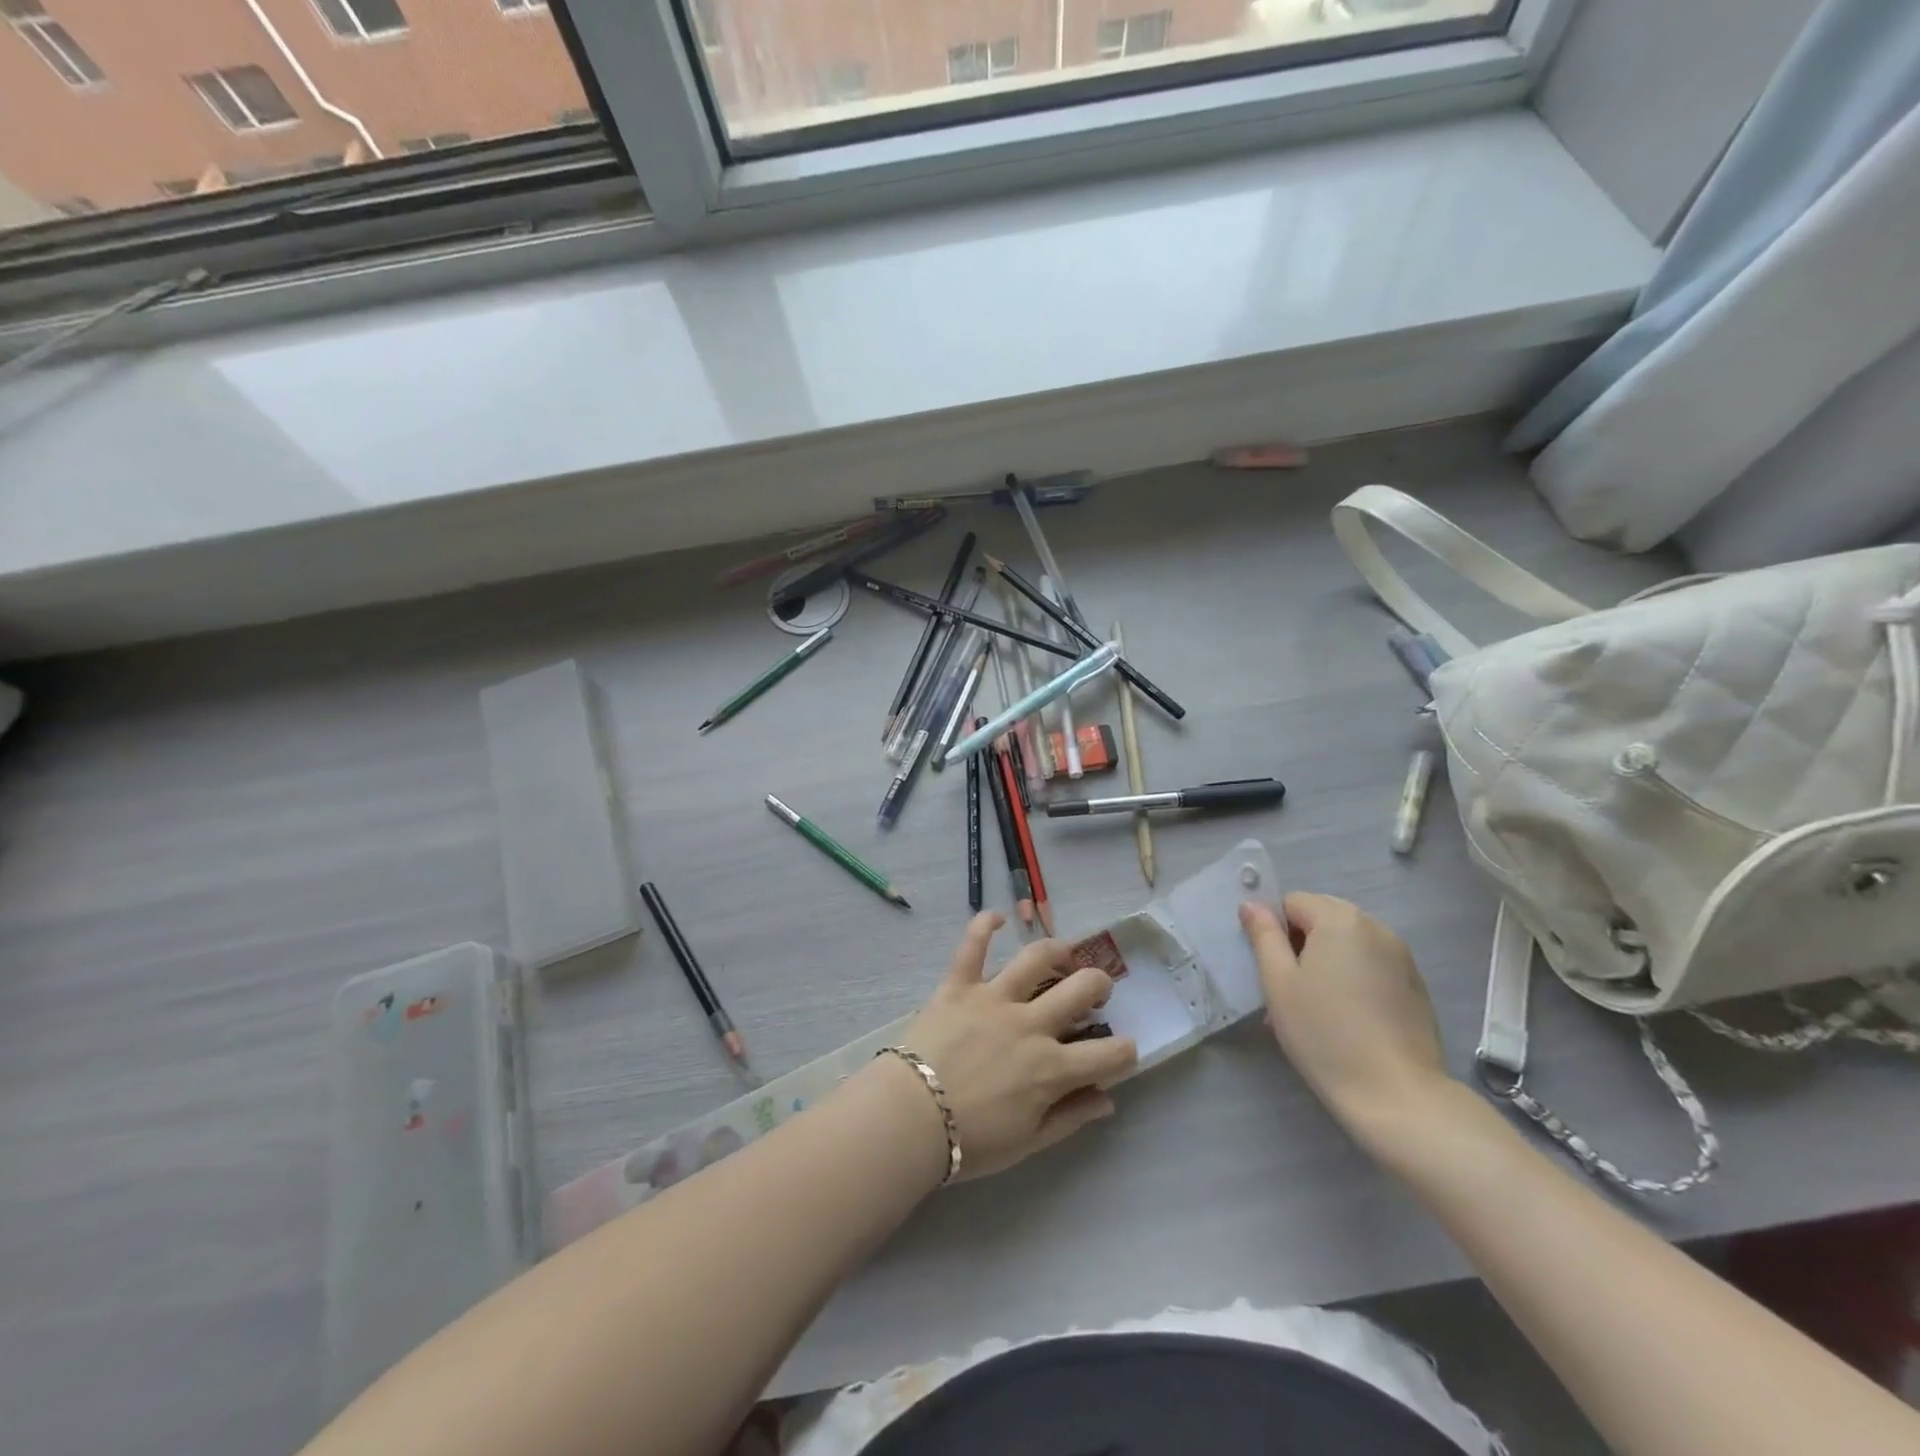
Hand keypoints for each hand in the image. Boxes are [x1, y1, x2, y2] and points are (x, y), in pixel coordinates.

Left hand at [899, 912, 1137, 1179]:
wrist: (910, 1119)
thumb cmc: (971, 1141)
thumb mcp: (1028, 1143)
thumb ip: (1071, 1118)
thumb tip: (1107, 1100)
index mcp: (1051, 1068)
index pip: (1110, 1054)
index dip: (1126, 1052)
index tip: (1122, 1053)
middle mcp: (1030, 1024)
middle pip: (1080, 989)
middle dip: (1099, 986)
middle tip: (1095, 992)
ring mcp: (994, 998)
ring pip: (1035, 959)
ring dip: (1057, 950)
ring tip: (1064, 954)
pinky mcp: (959, 985)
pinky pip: (972, 946)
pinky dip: (984, 926)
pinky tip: (997, 917)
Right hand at [1240, 893, 1450, 1141]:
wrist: (1396, 1095)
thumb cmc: (1324, 1033)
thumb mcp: (1279, 983)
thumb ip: (1263, 936)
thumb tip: (1252, 905)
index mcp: (1339, 920)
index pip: (1292, 902)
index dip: (1274, 929)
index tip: (1270, 968)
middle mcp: (1375, 927)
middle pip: (1323, 917)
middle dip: (1300, 942)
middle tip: (1288, 987)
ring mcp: (1401, 956)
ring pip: (1347, 943)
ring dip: (1326, 961)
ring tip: (1315, 1007)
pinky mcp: (1415, 985)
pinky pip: (1371, 965)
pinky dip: (1352, 978)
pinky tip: (1347, 1018)